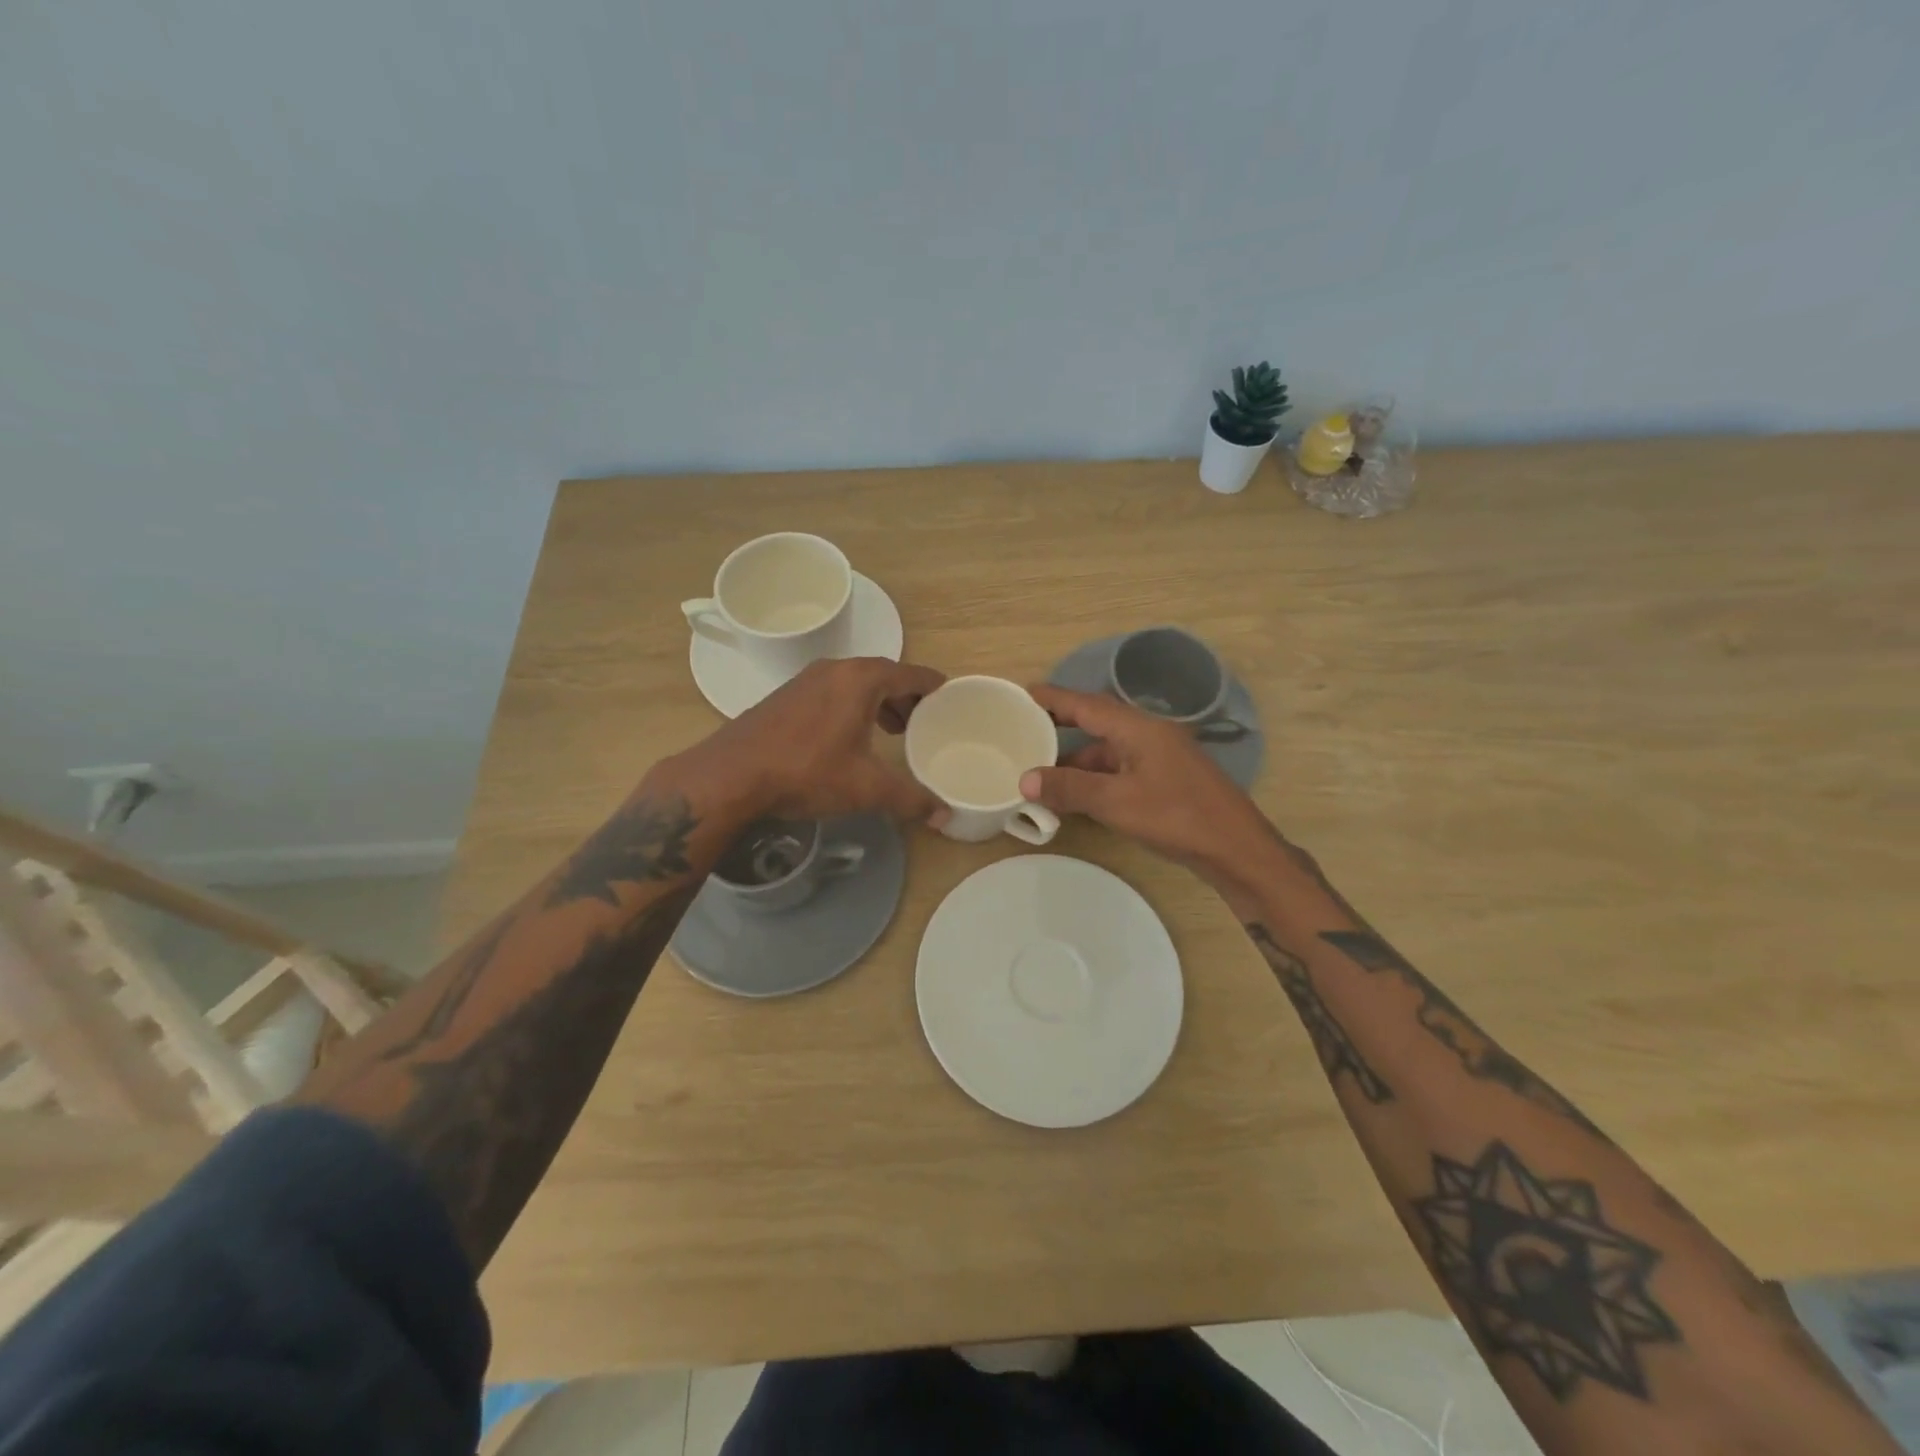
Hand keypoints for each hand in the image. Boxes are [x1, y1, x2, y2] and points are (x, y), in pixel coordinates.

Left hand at [682, 657, 948, 825]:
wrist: (731, 775)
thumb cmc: (807, 771)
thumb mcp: (866, 788)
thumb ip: (910, 799)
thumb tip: (945, 815)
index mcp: (860, 679)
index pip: (910, 673)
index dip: (932, 685)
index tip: (949, 696)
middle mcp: (834, 669)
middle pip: (883, 674)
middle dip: (905, 696)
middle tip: (921, 722)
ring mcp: (805, 680)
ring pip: (854, 683)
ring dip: (877, 702)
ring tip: (890, 730)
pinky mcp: (785, 696)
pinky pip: (832, 692)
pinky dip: (850, 706)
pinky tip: (848, 736)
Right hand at [1019, 684, 1271, 877]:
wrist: (1236, 849)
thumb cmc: (1177, 816)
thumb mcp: (1116, 802)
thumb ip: (1069, 788)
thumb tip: (1025, 780)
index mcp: (1138, 728)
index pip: (1086, 704)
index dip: (1054, 698)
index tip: (1024, 693)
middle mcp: (1149, 734)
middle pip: (1098, 721)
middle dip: (1062, 724)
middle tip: (1027, 729)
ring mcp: (1160, 757)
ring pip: (1109, 749)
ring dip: (1077, 758)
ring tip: (1042, 769)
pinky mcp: (1166, 780)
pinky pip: (1121, 768)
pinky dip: (1096, 776)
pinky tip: (1078, 794)